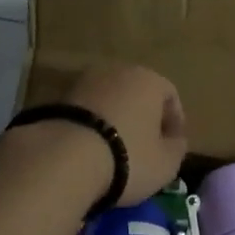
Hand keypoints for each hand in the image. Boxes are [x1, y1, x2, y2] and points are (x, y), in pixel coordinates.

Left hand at [64, 64, 187, 205]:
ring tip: (115, 151)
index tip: (173, 146)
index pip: (170, 95)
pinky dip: (92, 127)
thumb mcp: (166, 163)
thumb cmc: (128, 157)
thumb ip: (177, 148)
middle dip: (143, 118)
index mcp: (149, 80)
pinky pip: (86, 112)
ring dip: (116, 120)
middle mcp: (118, 71)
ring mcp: (84, 81)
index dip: (175, 122)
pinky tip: (91, 150)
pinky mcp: (57, 98)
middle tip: (145, 147)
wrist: (64, 158)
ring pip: (110, 101)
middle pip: (137, 94)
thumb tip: (175, 141)